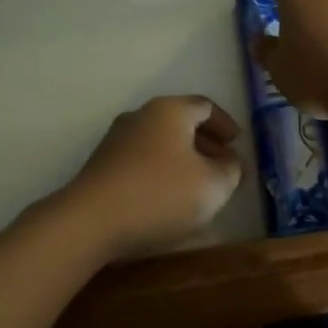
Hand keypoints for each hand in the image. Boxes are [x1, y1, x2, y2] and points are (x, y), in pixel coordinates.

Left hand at [59, 96, 243, 260]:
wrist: (90, 221)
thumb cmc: (160, 194)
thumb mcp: (212, 186)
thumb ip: (230, 170)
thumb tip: (228, 161)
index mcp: (170, 110)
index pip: (205, 106)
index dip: (225, 124)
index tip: (237, 143)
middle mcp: (141, 115)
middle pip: (180, 122)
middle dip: (205, 142)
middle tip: (222, 165)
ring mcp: (117, 139)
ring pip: (159, 141)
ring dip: (182, 158)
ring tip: (197, 185)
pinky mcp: (102, 164)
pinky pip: (141, 159)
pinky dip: (160, 171)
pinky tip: (166, 198)